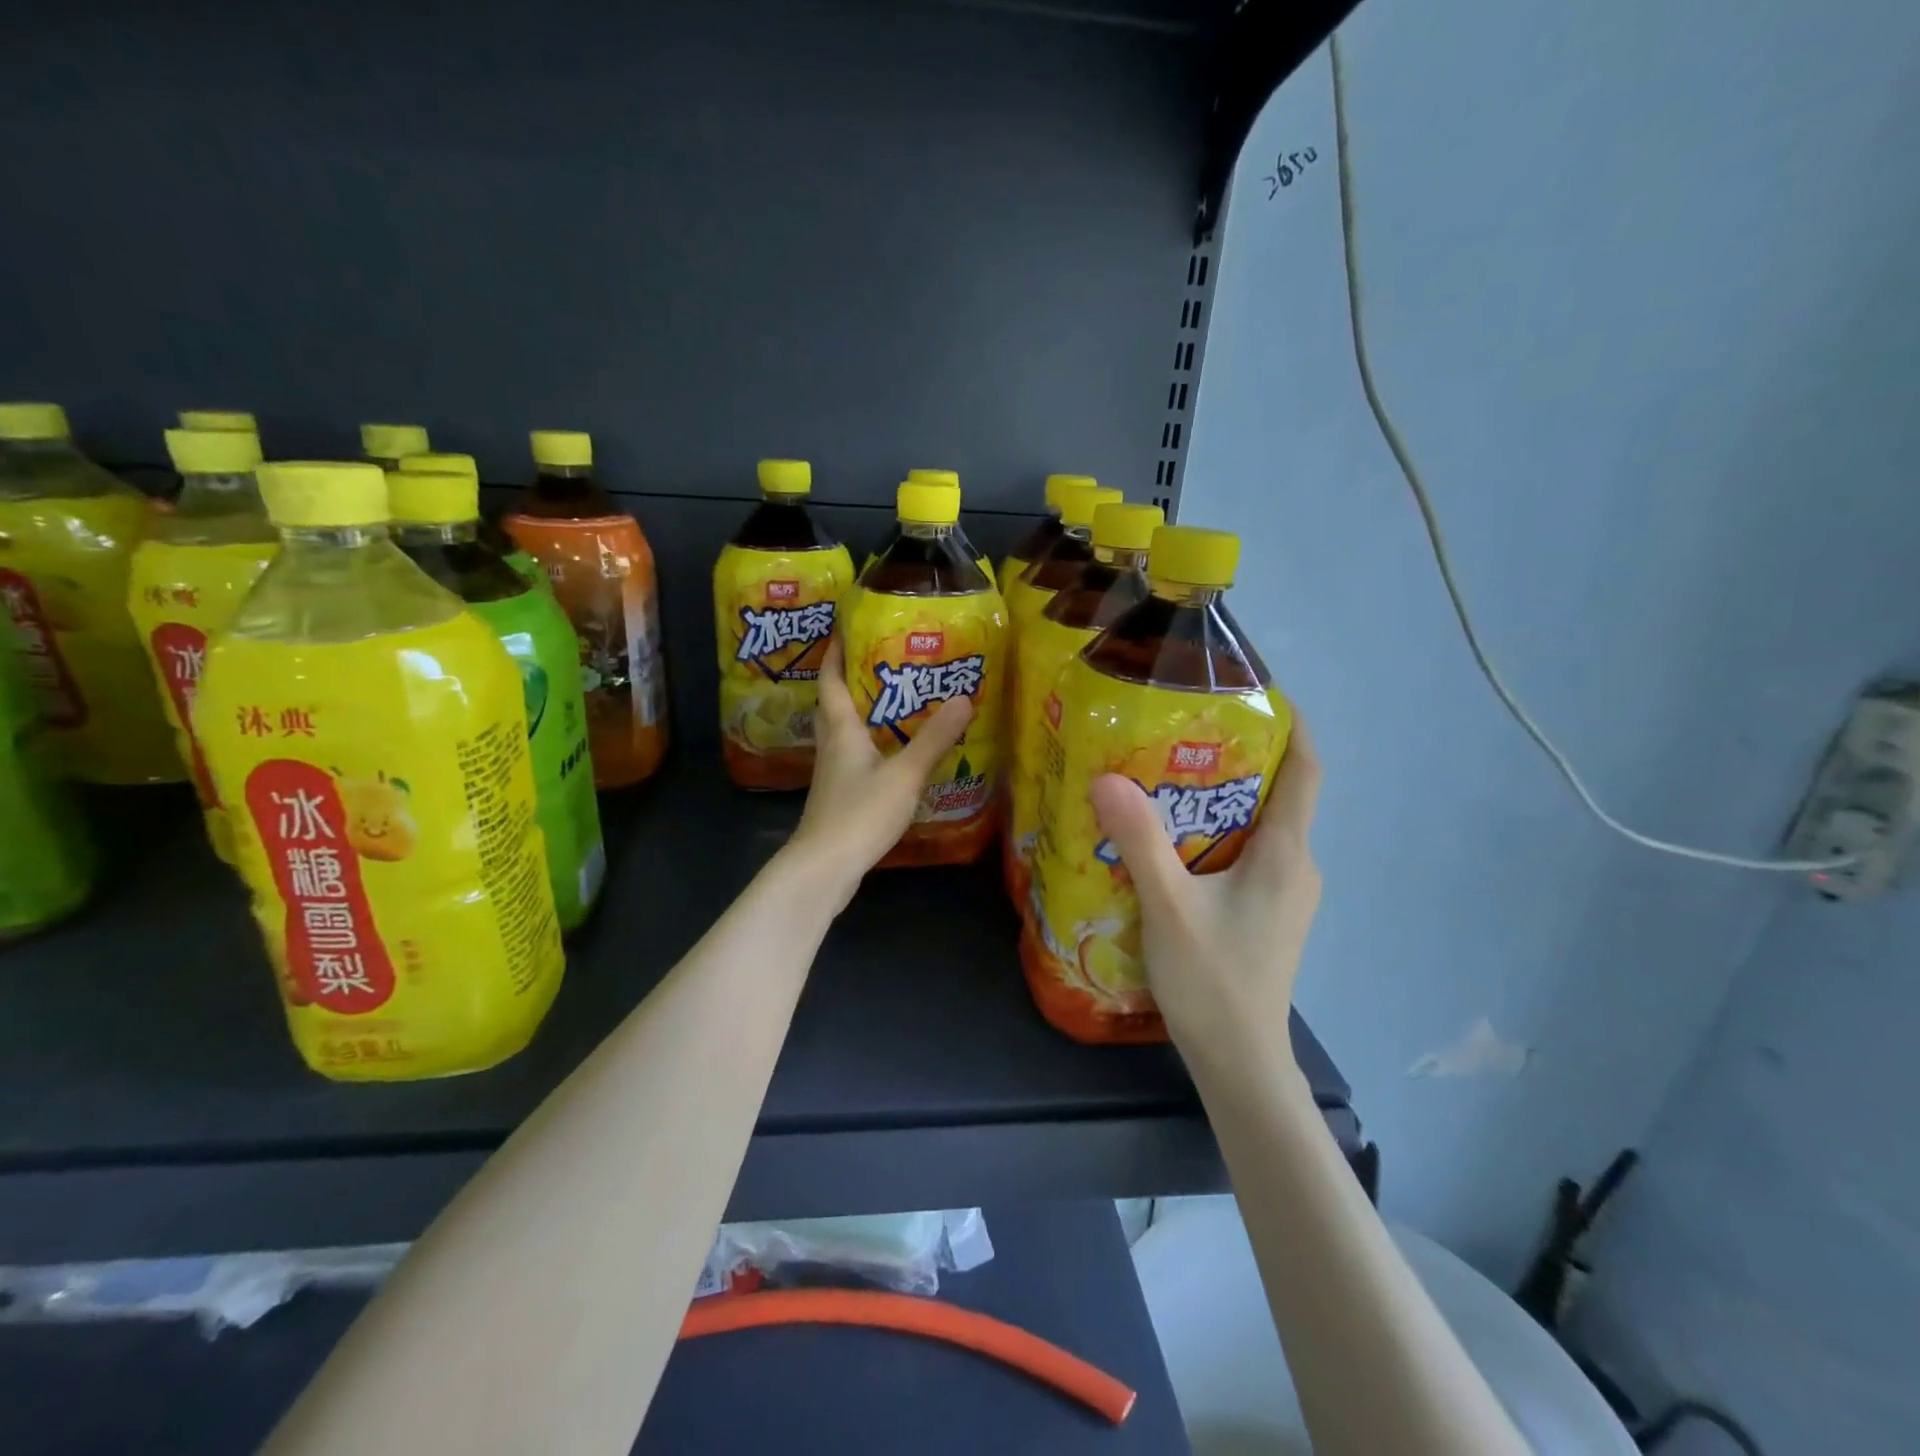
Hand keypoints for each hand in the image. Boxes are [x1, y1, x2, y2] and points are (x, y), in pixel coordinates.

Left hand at [786, 634, 974, 898]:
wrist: (824, 868)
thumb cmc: (859, 813)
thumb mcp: (904, 774)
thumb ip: (934, 738)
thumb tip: (964, 697)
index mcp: (841, 730)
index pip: (831, 680)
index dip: (835, 651)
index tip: (846, 627)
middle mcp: (831, 746)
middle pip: (833, 704)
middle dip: (849, 679)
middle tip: (880, 661)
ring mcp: (832, 774)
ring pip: (843, 732)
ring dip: (861, 713)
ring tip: (894, 701)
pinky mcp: (839, 797)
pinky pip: (852, 758)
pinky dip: (869, 745)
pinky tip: (892, 753)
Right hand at [1088, 716, 1322, 1075]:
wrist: (1240, 1063)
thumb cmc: (1213, 981)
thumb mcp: (1169, 906)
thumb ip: (1141, 840)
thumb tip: (1107, 777)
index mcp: (1286, 853)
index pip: (1307, 770)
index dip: (1290, 725)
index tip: (1252, 692)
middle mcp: (1296, 866)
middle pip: (1278, 792)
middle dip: (1236, 756)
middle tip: (1177, 733)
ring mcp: (1285, 893)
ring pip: (1260, 826)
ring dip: (1221, 798)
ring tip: (1164, 777)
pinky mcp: (1267, 914)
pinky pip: (1248, 854)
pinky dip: (1216, 833)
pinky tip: (1171, 840)